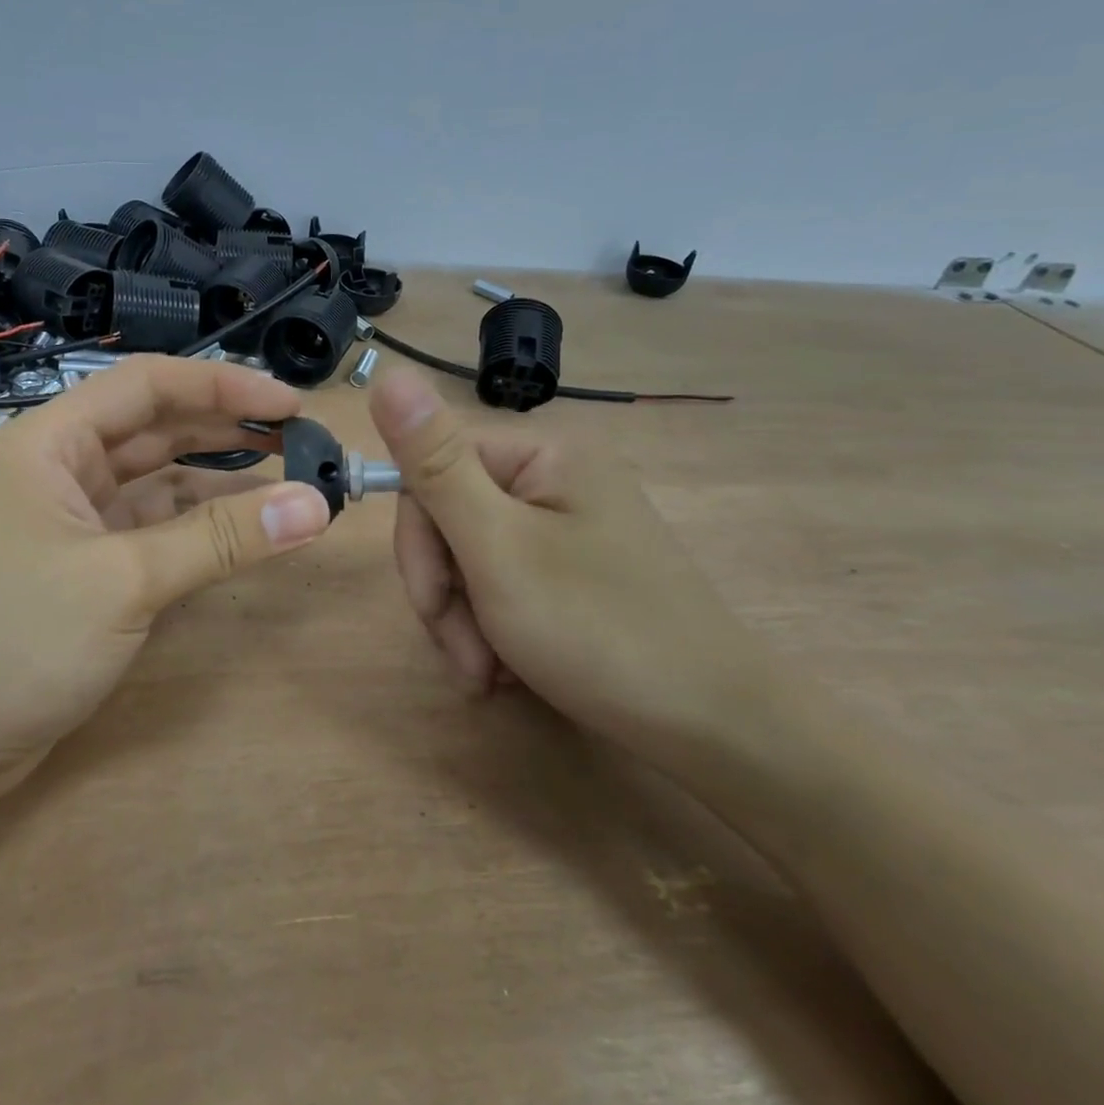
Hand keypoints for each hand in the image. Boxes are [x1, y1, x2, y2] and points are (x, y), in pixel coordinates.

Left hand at [0, 356, 331, 797]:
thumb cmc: (13, 640)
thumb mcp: (123, 581)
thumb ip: (220, 540)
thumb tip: (314, 505)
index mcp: (51, 444)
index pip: (147, 385)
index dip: (223, 386)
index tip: (290, 404)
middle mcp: (63, 471)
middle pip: (157, 429)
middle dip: (228, 429)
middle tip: (301, 439)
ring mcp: (77, 522)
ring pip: (161, 483)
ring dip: (222, 483)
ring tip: (290, 480)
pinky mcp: (90, 570)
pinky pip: (158, 532)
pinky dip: (203, 529)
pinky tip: (249, 531)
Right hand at [369, 369, 764, 764]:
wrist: (716, 729)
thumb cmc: (598, 631)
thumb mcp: (498, 548)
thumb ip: (436, 465)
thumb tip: (388, 374)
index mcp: (544, 455)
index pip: (432, 470)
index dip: (418, 541)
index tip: (433, 606)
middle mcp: (558, 479)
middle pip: (451, 518)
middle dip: (447, 595)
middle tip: (470, 658)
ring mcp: (570, 526)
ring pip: (471, 559)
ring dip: (466, 621)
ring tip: (491, 673)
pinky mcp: (576, 570)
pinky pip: (504, 583)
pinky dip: (493, 629)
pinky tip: (509, 670)